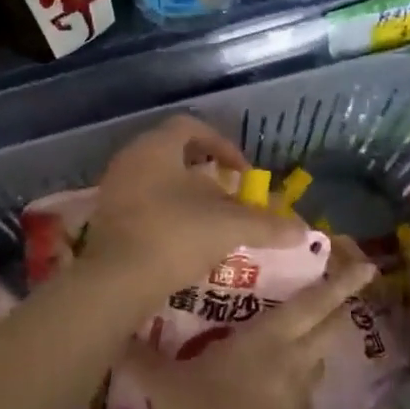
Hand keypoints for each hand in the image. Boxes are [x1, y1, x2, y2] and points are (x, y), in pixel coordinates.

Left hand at [82, 114, 304, 297]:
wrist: (117, 282)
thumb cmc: (175, 236)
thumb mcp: (228, 226)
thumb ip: (266, 224)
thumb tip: (302, 230)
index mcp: (156, 146)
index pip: (191, 127)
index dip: (223, 144)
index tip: (243, 173)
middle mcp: (130, 159)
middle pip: (174, 155)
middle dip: (207, 175)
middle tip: (230, 198)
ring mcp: (114, 189)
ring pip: (158, 182)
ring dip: (187, 198)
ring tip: (212, 223)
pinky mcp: (107, 219)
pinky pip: (143, 206)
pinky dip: (167, 216)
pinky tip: (185, 242)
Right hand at [123, 236, 377, 408]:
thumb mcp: (166, 388)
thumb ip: (142, 359)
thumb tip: (114, 334)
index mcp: (272, 338)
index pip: (315, 301)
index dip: (342, 281)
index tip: (366, 263)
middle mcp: (297, 359)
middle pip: (333, 325)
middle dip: (342, 304)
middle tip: (342, 286)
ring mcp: (303, 393)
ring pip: (322, 356)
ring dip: (320, 339)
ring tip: (303, 331)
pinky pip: (306, 386)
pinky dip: (301, 375)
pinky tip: (279, 380)